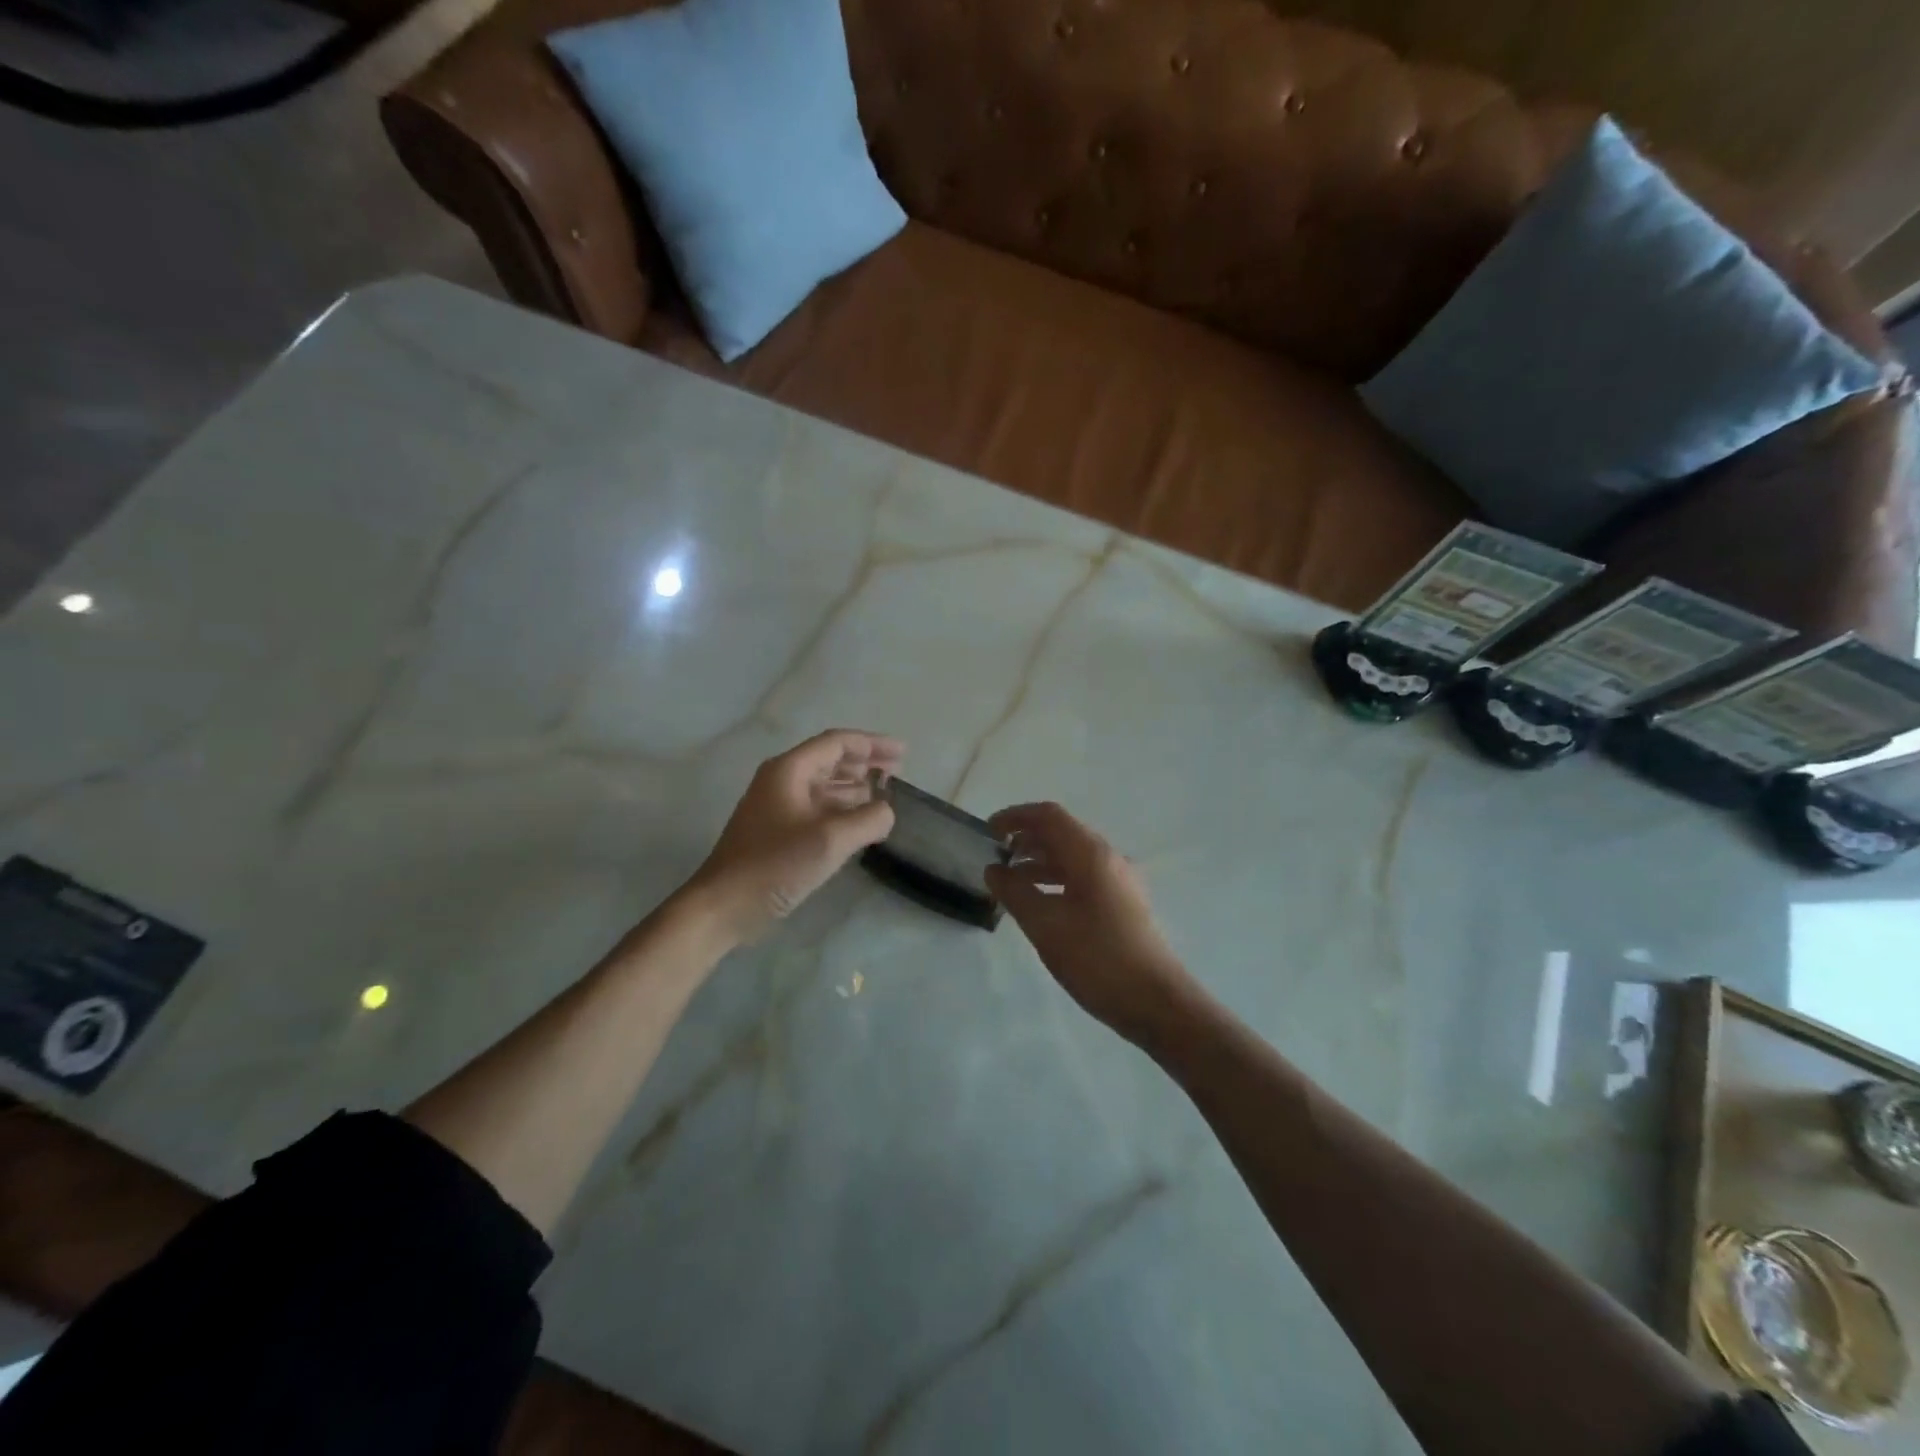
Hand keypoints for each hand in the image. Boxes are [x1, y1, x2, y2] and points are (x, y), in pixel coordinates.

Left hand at [684, 730, 902, 944]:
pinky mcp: (777, 831)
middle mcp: (782, 780)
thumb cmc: (775, 865)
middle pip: (830, 760)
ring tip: (885, 794)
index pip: (837, 743)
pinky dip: (842, 809)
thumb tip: (887, 811)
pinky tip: (860, 822)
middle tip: (898, 771)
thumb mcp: (830, 840)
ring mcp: (777, 806)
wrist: (723, 906)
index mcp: (789, 770)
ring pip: (824, 785)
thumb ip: (868, 820)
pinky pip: (817, 808)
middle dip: (865, 763)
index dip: (872, 744)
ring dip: (855, 786)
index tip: (903, 753)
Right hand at [985, 802, 1194, 1042]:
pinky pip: (1083, 878)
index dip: (1015, 817)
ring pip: (1072, 858)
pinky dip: (1056, 881)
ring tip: (1010, 883)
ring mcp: (1119, 882)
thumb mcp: (1045, 925)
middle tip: (995, 858)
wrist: (1156, 1002)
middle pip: (1061, 833)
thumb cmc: (1097, 958)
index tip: (988, 832)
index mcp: (1091, 854)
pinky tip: (1040, 904)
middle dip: (1026, 840)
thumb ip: (1015, 892)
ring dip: (1039, 862)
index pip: (1049, 816)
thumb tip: (994, 870)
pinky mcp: (1123, 904)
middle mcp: (1108, 859)